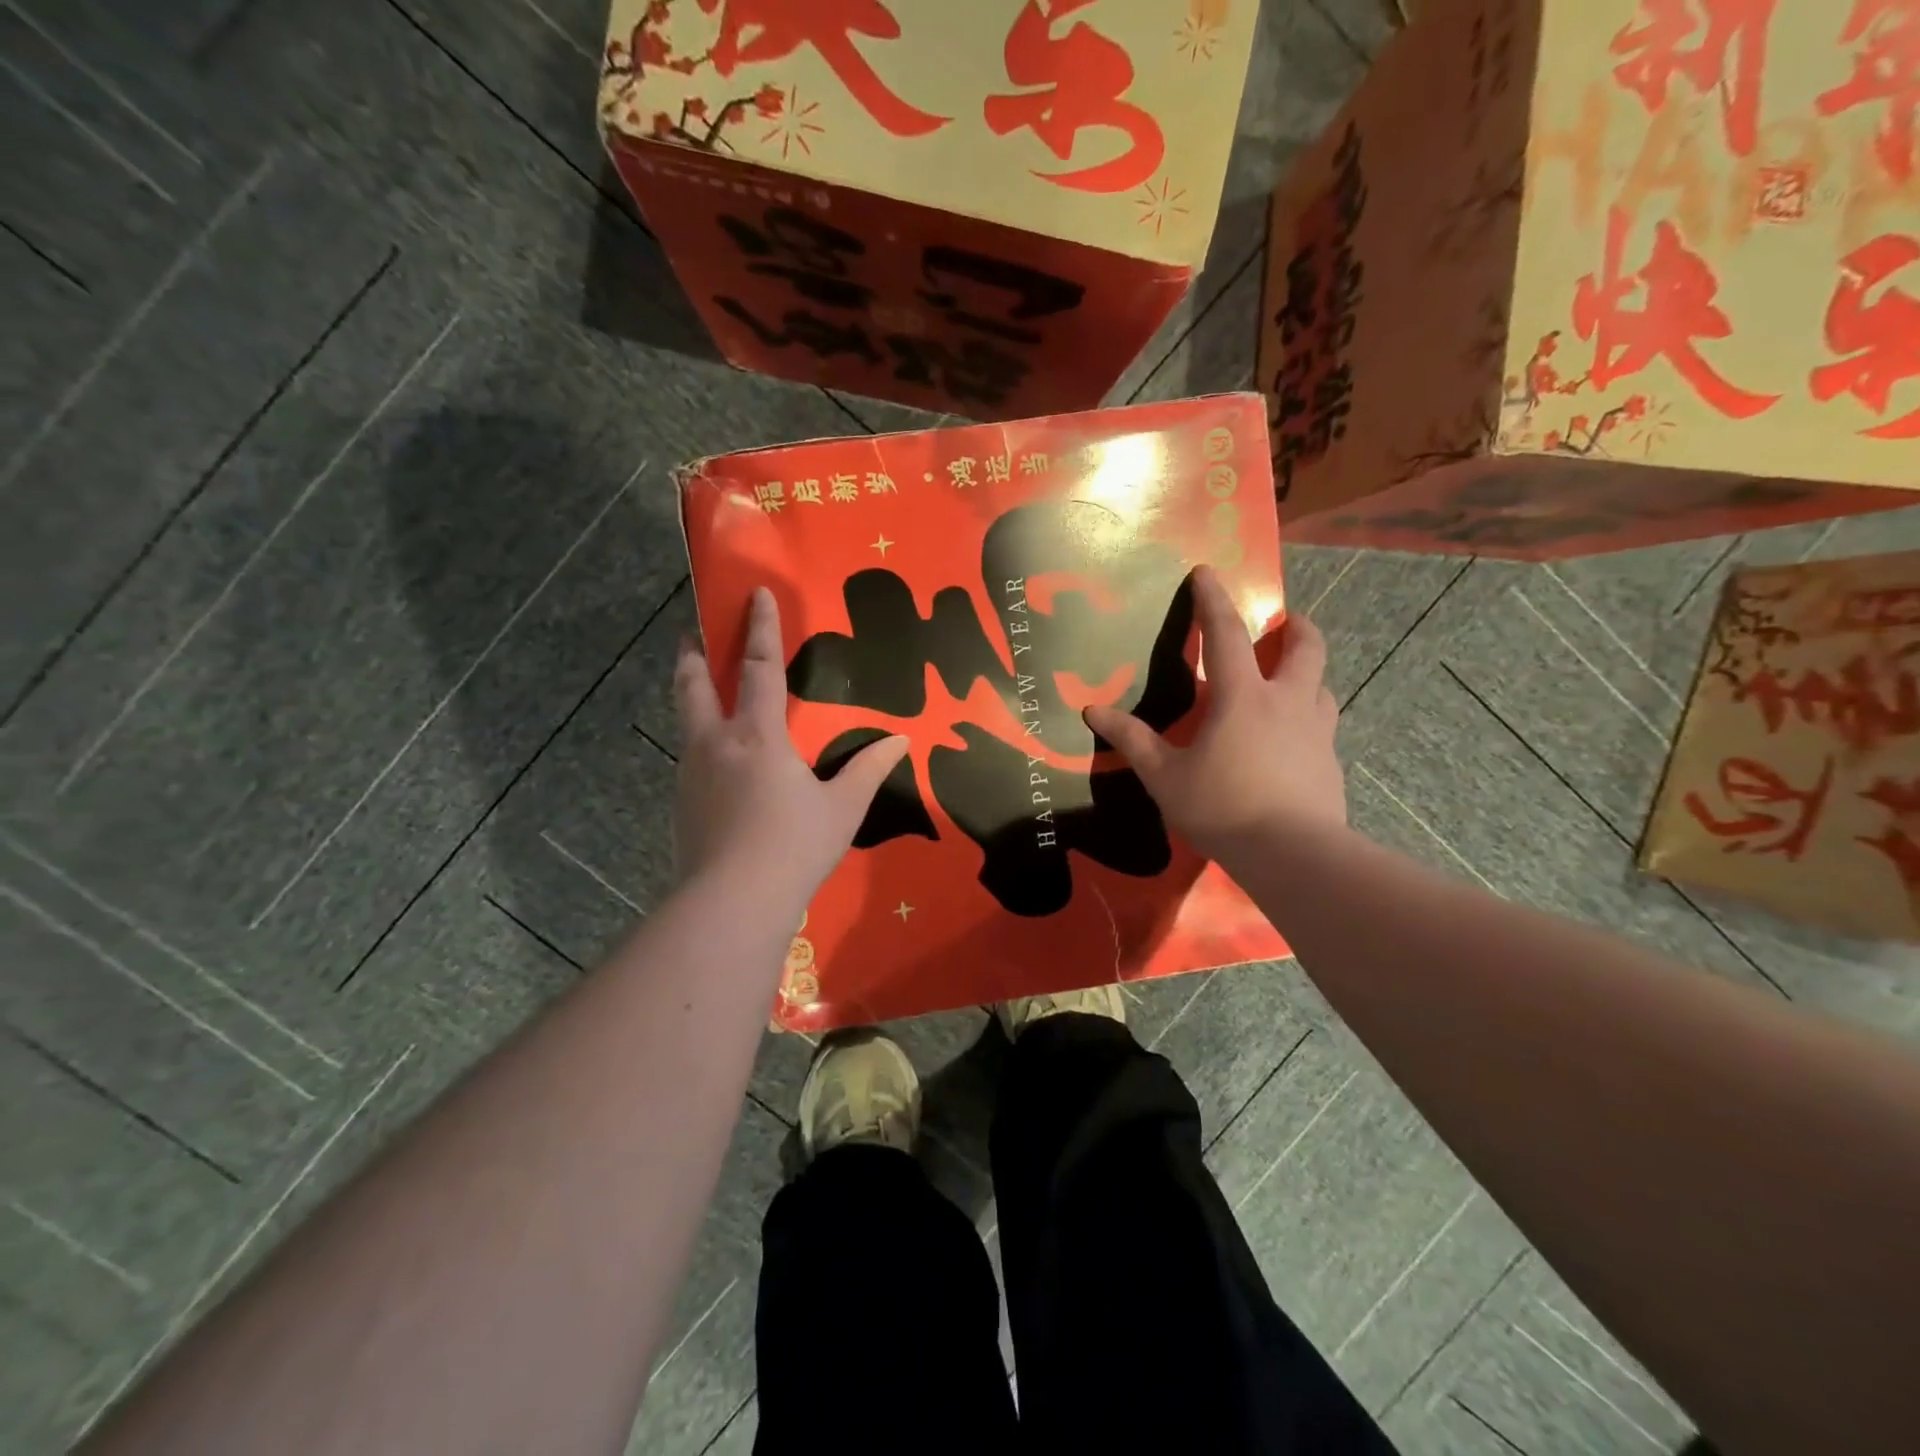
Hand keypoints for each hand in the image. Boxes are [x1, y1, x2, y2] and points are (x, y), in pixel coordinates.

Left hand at [674, 587, 907, 900]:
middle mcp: (716, 743)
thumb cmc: (794, 846)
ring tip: (703, 694)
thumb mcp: (842, 808)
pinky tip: (717, 765)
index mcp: (757, 735)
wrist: (731, 903)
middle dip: (693, 654)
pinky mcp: (681, 805)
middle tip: (693, 632)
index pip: (757, 667)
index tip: (753, 594)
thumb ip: (868, 769)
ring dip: (692, 697)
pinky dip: (700, 744)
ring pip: (685, 721)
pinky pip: (690, 759)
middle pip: (693, 685)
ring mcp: (691, 775)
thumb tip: (900, 740)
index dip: (758, 628)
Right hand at [1084, 566, 1344, 865]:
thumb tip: (1093, 711)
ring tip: (1287, 683)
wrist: (1293, 855)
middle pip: (1306, 647)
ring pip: (1321, 686)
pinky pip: (1321, 726)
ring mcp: (1317, 732)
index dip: (1213, 601)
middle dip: (1296, 626)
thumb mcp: (1165, 776)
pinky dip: (1307, 719)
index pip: (1226, 634)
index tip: (1207, 573)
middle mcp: (1287, 702)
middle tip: (1285, 622)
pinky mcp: (1331, 762)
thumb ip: (1133, 740)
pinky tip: (1290, 743)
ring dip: (1306, 673)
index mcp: (1243, 697)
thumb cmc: (1222, 807)